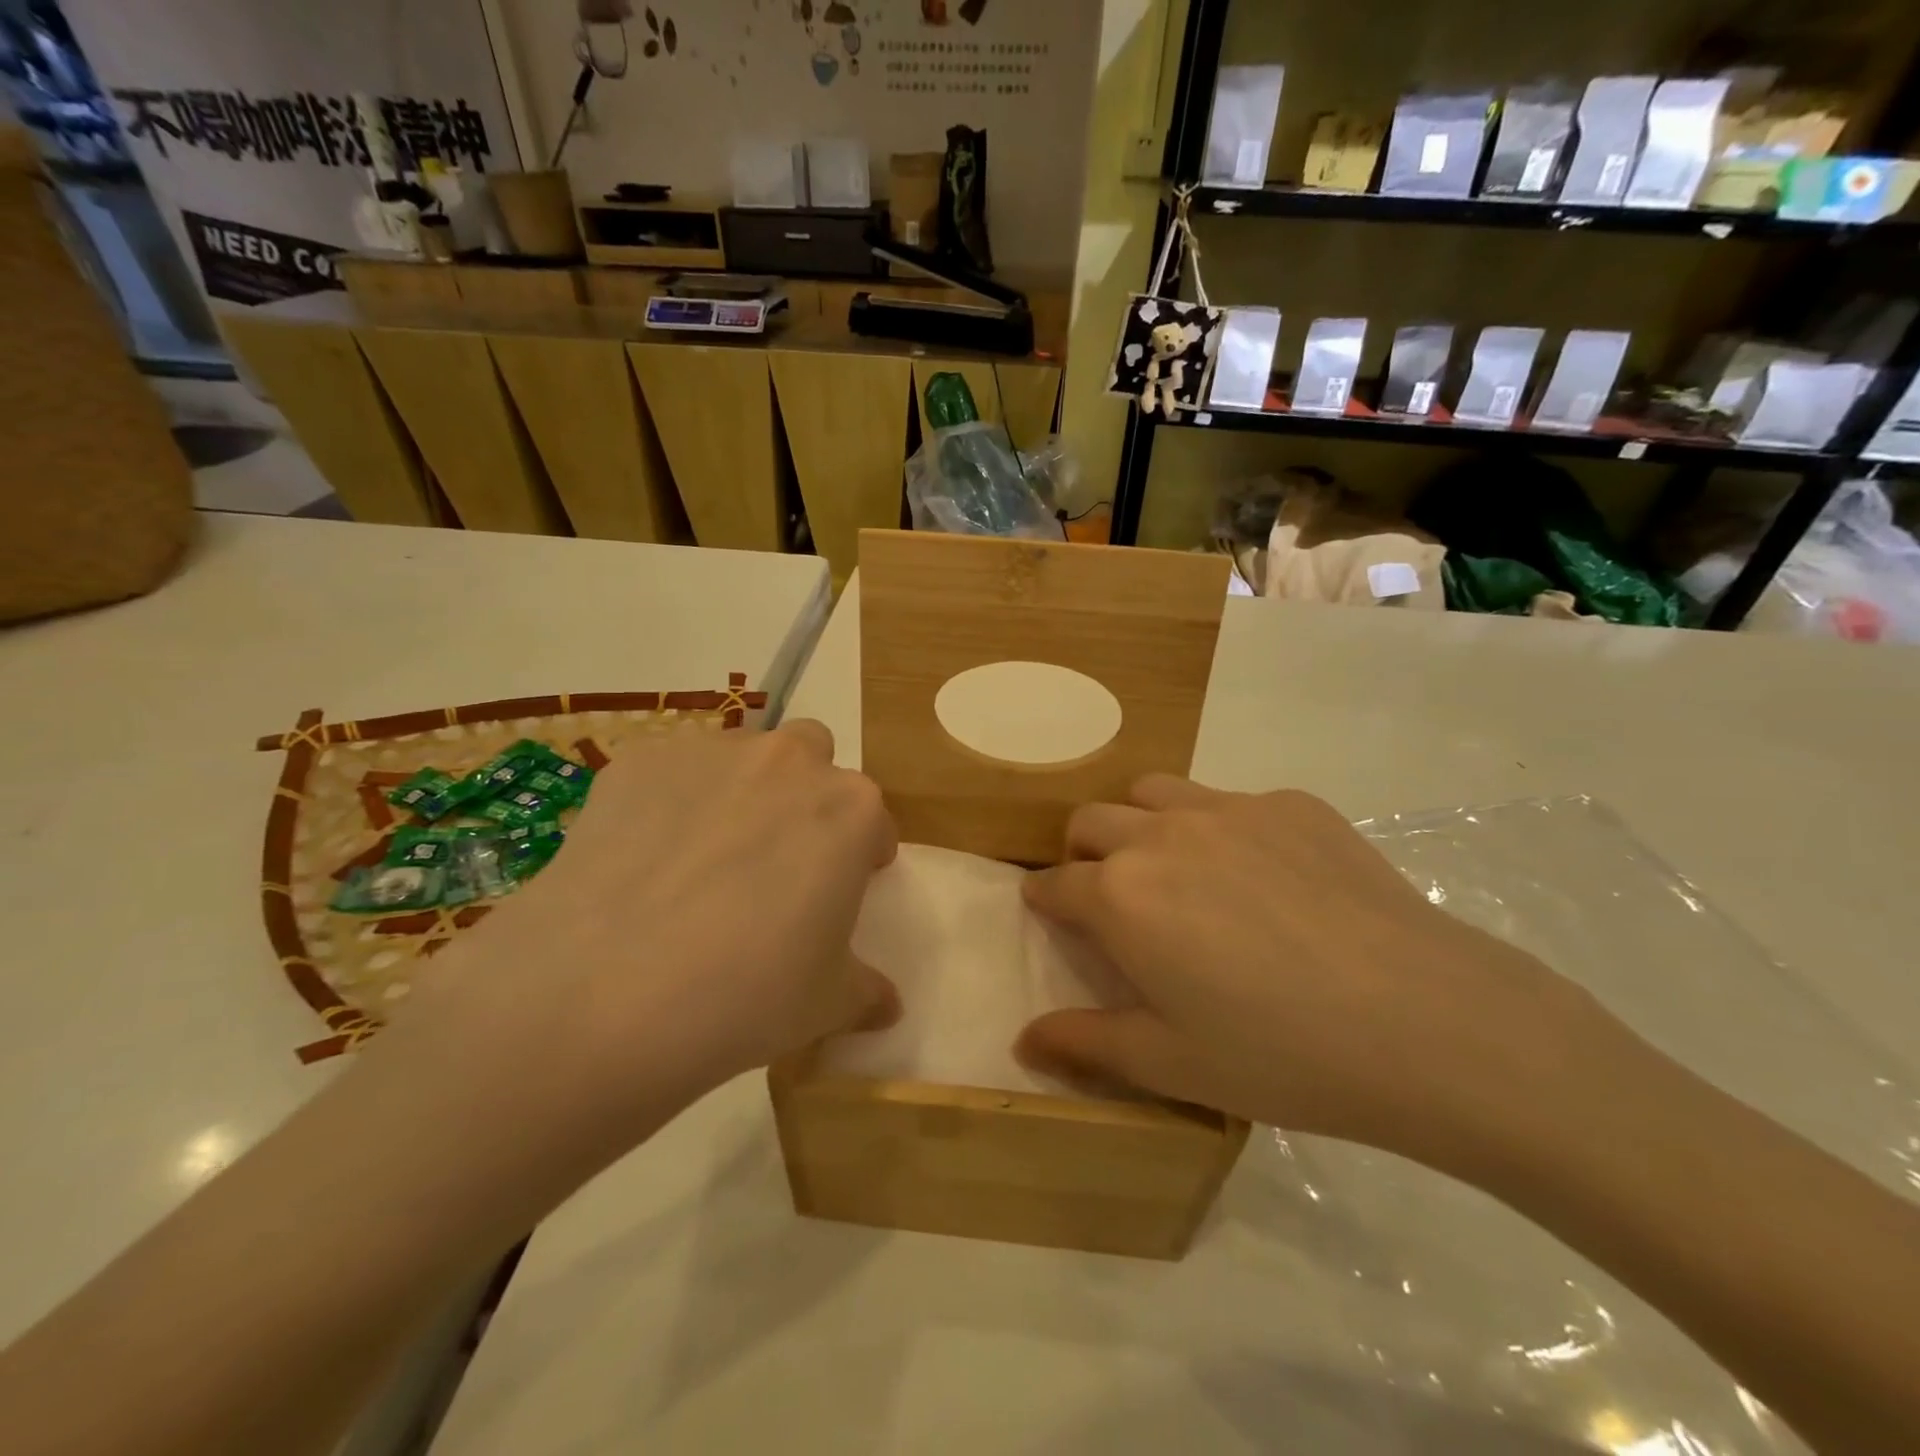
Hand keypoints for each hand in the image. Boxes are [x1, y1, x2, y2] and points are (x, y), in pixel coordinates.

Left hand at [385, 720, 898, 1150]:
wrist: (603, 993)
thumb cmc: (746, 996)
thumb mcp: (826, 1004)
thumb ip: (866, 991)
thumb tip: (886, 1005)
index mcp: (850, 810)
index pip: (872, 821)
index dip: (860, 856)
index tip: (839, 889)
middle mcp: (788, 763)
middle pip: (811, 756)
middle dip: (804, 793)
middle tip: (775, 858)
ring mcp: (709, 753)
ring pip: (741, 757)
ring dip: (739, 791)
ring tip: (700, 861)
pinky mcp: (637, 762)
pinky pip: (668, 773)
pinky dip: (668, 802)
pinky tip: (641, 861)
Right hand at [1018, 777, 1610, 1173]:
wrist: (1426, 1023)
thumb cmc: (1281, 1055)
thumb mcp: (1171, 1063)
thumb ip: (1085, 1044)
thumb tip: (1022, 1040)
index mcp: (1120, 895)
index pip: (1054, 883)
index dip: (1043, 900)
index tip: (1050, 912)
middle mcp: (1161, 834)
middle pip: (1091, 820)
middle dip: (1084, 854)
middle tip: (1114, 899)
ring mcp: (1230, 809)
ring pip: (1152, 792)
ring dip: (1142, 824)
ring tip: (1176, 871)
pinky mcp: (1291, 803)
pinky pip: (1230, 801)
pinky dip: (1220, 827)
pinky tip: (1266, 879)